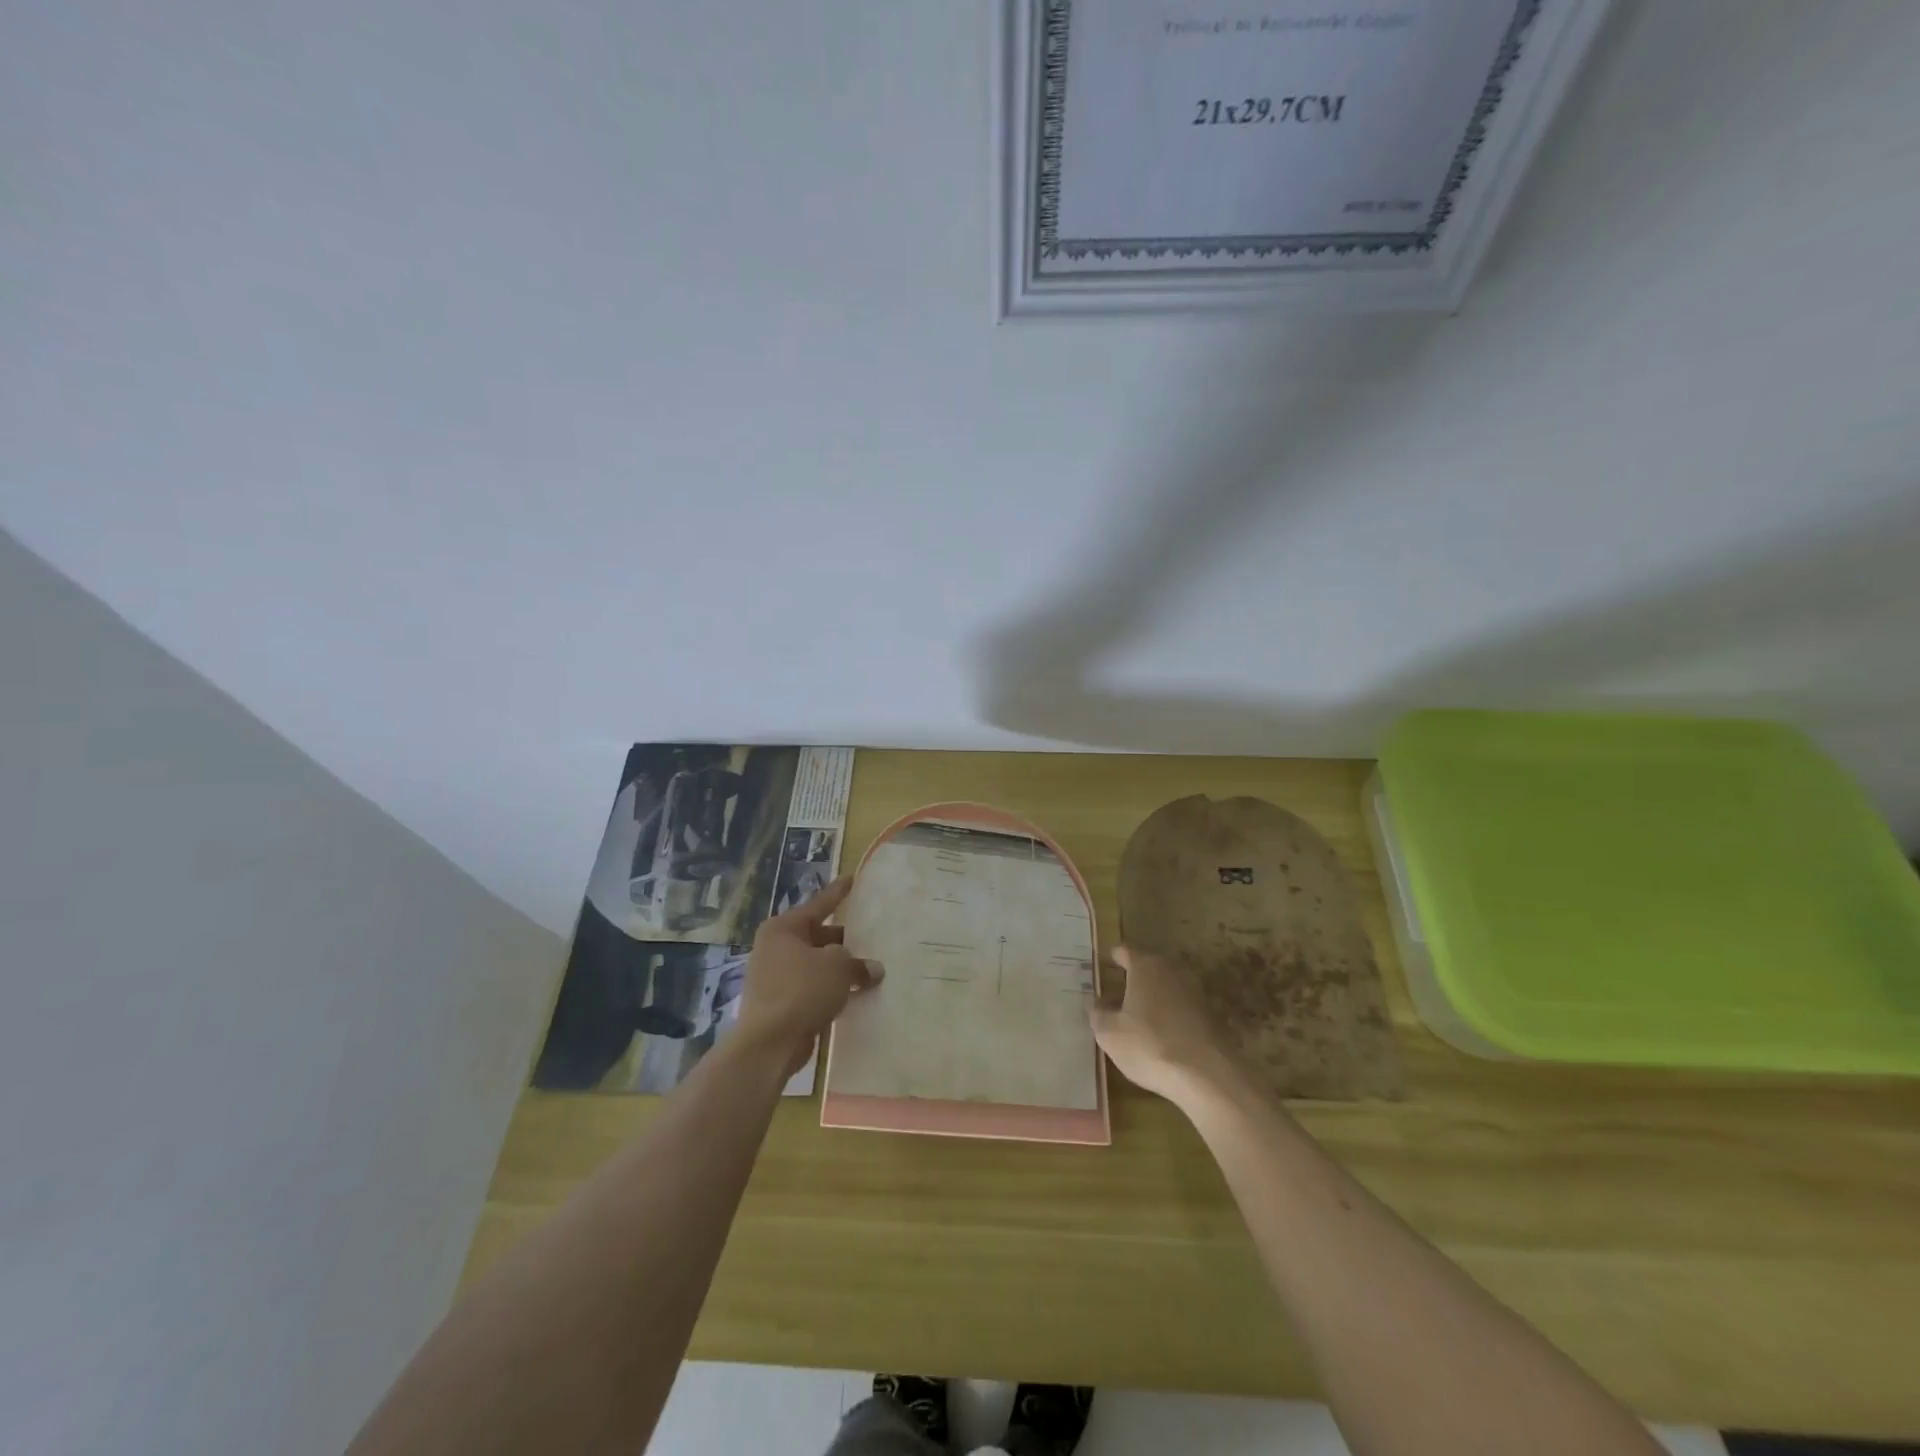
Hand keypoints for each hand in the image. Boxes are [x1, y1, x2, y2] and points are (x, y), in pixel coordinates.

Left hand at [737, 876, 881, 1075]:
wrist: (769, 1043)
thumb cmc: (802, 990)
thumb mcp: (837, 968)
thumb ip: (857, 964)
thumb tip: (873, 969)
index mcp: (784, 928)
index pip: (819, 904)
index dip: (838, 893)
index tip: (852, 879)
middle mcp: (774, 947)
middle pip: (817, 936)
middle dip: (843, 941)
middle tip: (869, 939)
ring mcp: (773, 976)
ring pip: (814, 964)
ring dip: (837, 969)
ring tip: (866, 970)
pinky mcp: (777, 1003)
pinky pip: (810, 988)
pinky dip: (829, 989)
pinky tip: (851, 996)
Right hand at [1089, 945, 1234, 1103]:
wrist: (1207, 1076)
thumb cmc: (1149, 1046)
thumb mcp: (1109, 1033)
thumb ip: (1098, 1013)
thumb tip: (1096, 1003)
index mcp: (1145, 966)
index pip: (1123, 951)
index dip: (1110, 958)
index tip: (1101, 967)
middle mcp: (1171, 970)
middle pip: (1146, 967)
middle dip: (1130, 980)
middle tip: (1112, 996)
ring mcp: (1194, 991)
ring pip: (1164, 987)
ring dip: (1150, 998)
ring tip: (1134, 1019)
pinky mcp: (1210, 1015)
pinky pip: (1180, 1007)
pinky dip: (1167, 1014)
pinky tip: (1159, 1036)